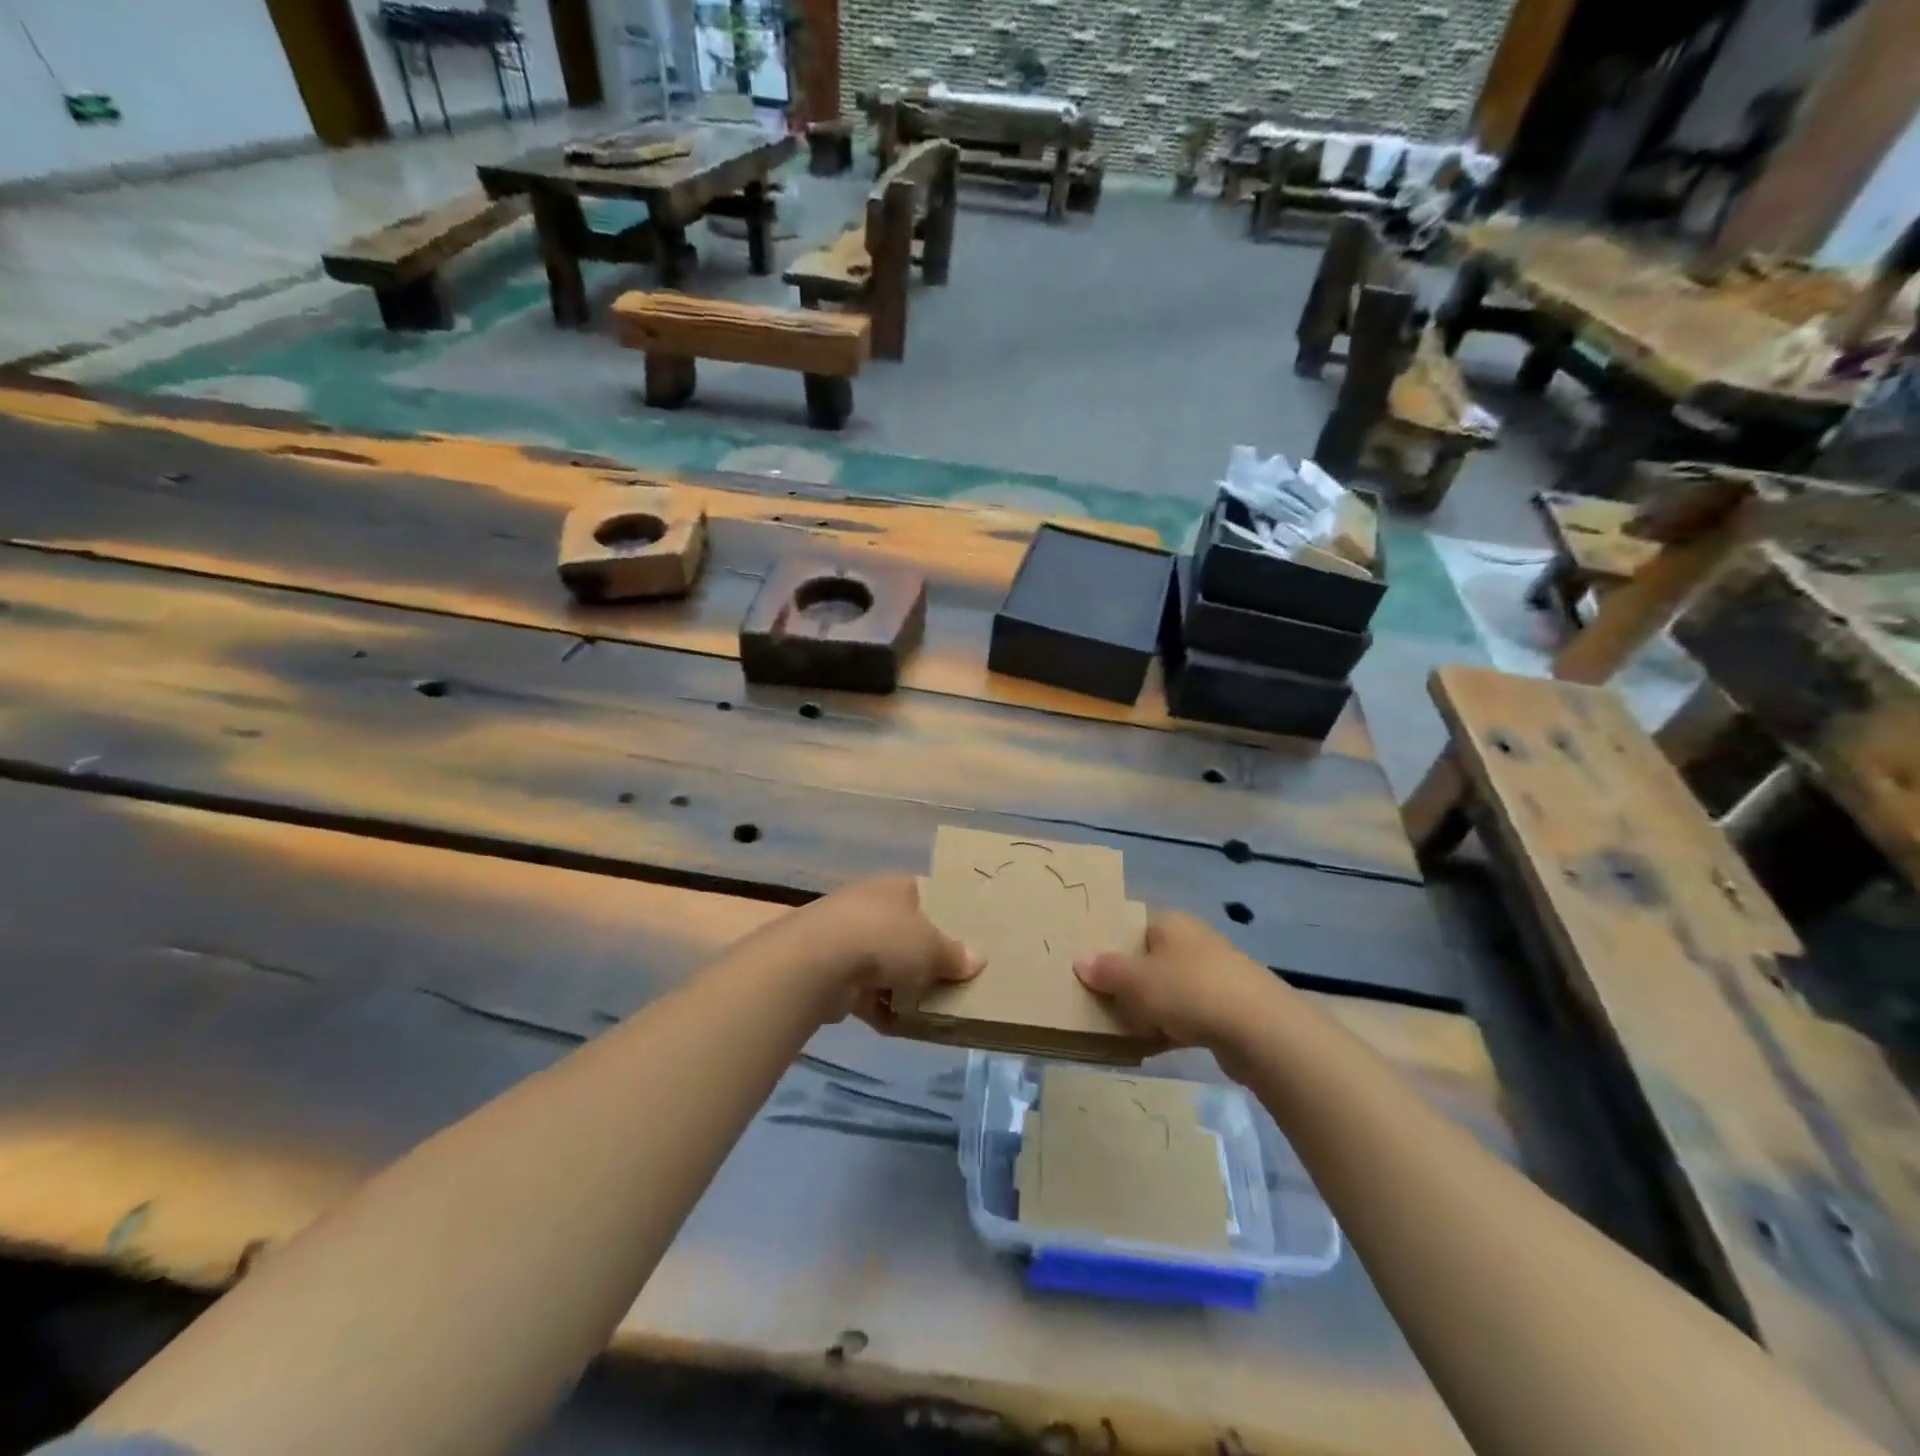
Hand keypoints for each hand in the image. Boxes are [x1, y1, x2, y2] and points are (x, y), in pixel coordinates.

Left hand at [789, 875, 981, 1028]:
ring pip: (882, 964)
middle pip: (903, 931)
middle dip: (921, 956)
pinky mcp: (830, 972)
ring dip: (899, 986)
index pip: (924, 894)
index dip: (942, 914)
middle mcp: (870, 905)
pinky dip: (879, 1008)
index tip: (961, 939)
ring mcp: (846, 938)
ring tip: (929, 1009)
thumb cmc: (885, 938)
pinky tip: (899, 1026)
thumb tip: (977, 959)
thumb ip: (954, 955)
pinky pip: (864, 992)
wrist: (818, 962)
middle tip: (949, 978)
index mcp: (897, 887)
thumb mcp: (932, 946)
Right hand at [1073, 911, 1278, 1067]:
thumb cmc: (1190, 991)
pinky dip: (1168, 1028)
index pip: (1132, 924)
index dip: (1109, 942)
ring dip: (1146, 1008)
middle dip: (1125, 981)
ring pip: (1166, 989)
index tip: (1086, 964)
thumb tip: (1081, 960)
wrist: (1260, 1030)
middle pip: (1147, 959)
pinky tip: (1151, 1046)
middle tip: (1097, 1000)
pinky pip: (1186, 1015)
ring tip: (1120, 1028)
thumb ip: (1106, 970)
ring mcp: (1213, 976)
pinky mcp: (1226, 1009)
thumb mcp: (1137, 979)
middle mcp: (1192, 942)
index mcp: (1171, 923)